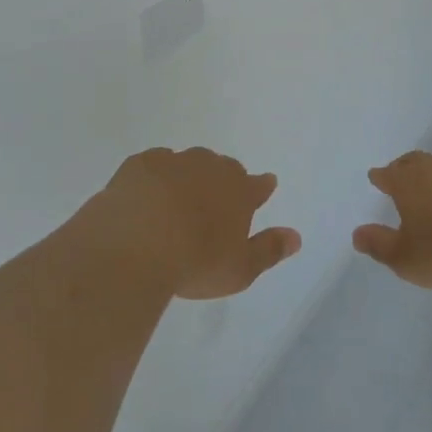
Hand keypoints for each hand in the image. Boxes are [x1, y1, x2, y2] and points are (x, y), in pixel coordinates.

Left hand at [98, 148, 301, 300]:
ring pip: (188, 162)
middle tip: (214, 203)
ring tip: (179, 201)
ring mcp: (174, 161)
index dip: (261, 187)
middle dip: (222, 181)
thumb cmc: (195, 263)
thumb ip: (269, 250)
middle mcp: (209, 167)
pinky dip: (156, 177)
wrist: (135, 247)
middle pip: (222, 168)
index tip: (263, 188)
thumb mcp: (240, 270)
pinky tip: (148, 194)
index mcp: (238, 190)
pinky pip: (155, 164)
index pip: (258, 184)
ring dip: (188, 177)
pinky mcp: (140, 163)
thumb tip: (296, 236)